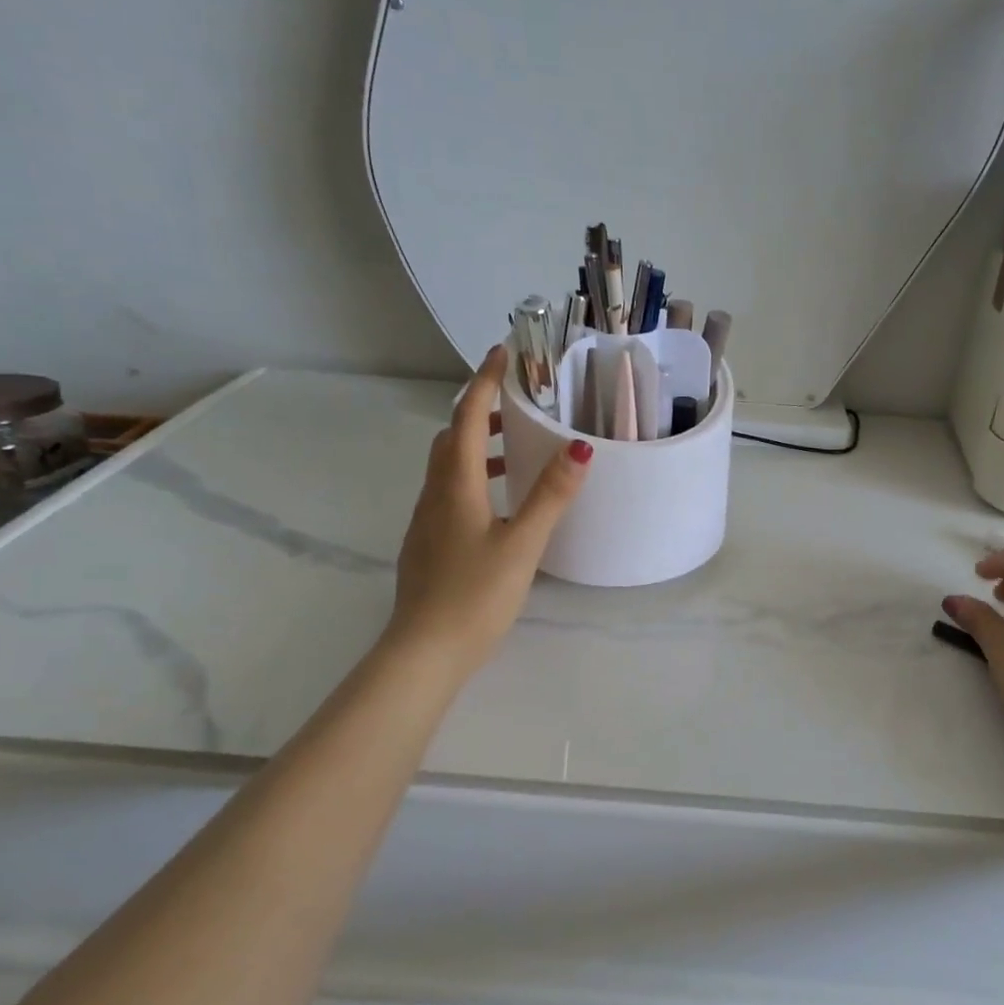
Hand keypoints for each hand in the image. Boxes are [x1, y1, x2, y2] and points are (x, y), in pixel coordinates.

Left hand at [388, 345, 591, 676]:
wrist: (425, 652)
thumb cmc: (475, 594)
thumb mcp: (522, 543)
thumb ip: (550, 496)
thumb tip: (579, 448)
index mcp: (455, 486)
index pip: (465, 418)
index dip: (484, 383)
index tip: (502, 352)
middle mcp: (434, 496)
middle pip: (450, 439)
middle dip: (478, 412)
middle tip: (515, 403)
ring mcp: (426, 522)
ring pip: (447, 468)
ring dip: (475, 448)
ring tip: (514, 450)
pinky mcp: (427, 546)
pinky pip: (449, 494)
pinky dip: (472, 480)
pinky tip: (498, 506)